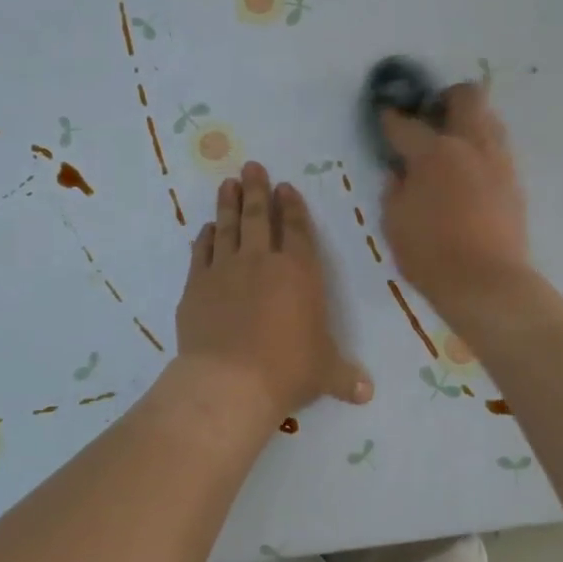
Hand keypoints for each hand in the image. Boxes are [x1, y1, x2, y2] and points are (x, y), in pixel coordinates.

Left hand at [176, 161, 372, 418]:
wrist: (230, 381)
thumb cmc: (287, 370)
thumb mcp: (324, 373)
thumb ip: (345, 377)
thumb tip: (366, 394)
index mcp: (299, 272)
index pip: (296, 229)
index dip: (291, 206)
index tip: (284, 187)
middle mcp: (261, 261)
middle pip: (257, 216)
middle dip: (255, 189)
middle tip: (251, 167)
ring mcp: (224, 270)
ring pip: (227, 227)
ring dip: (228, 203)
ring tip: (227, 183)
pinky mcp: (196, 286)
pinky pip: (201, 252)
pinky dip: (204, 238)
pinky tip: (206, 229)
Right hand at [379, 83, 533, 322]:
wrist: (487, 283)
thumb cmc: (430, 254)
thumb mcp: (394, 223)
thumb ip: (394, 191)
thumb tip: (399, 173)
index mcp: (433, 152)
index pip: (406, 124)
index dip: (391, 119)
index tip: (385, 117)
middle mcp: (469, 145)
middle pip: (466, 96)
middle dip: (446, 97)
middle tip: (432, 116)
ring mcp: (498, 161)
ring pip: (489, 119)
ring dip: (470, 121)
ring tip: (453, 145)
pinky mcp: (515, 182)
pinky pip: (498, 150)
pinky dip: (482, 150)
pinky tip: (469, 172)